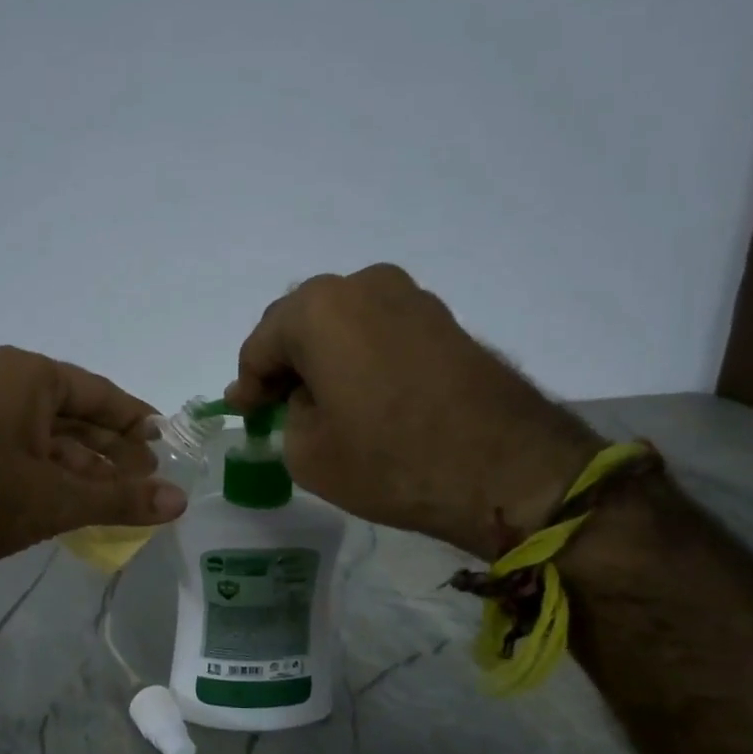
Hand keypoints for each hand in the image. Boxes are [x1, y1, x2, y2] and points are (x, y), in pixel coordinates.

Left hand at [0, 346, 187, 597]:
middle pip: (75, 415)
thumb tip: (180, 501)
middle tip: (150, 477)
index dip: (135, 419)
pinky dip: (56, 478)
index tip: (165, 441)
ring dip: (87, 468)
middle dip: (113, 449)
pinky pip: (26, 456)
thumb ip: (121, 498)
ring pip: (50, 439)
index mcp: (25, 376)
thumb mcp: (58, 499)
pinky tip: (84, 505)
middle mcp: (2, 386)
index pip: (98, 393)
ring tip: (125, 496)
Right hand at [225, 264, 599, 557]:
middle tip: (277, 407)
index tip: (246, 416)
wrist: (506, 468)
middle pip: (300, 324)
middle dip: (284, 364)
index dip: (247, 385)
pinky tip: (363, 394)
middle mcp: (361, 285)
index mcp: (317, 310)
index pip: (260, 346)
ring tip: (323, 402)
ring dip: (324, 358)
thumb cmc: (390, 460)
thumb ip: (285, 415)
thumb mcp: (307, 452)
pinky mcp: (443, 318)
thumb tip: (301, 398)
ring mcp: (409, 296)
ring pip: (342, 324)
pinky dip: (360, 357)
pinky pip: (380, 331)